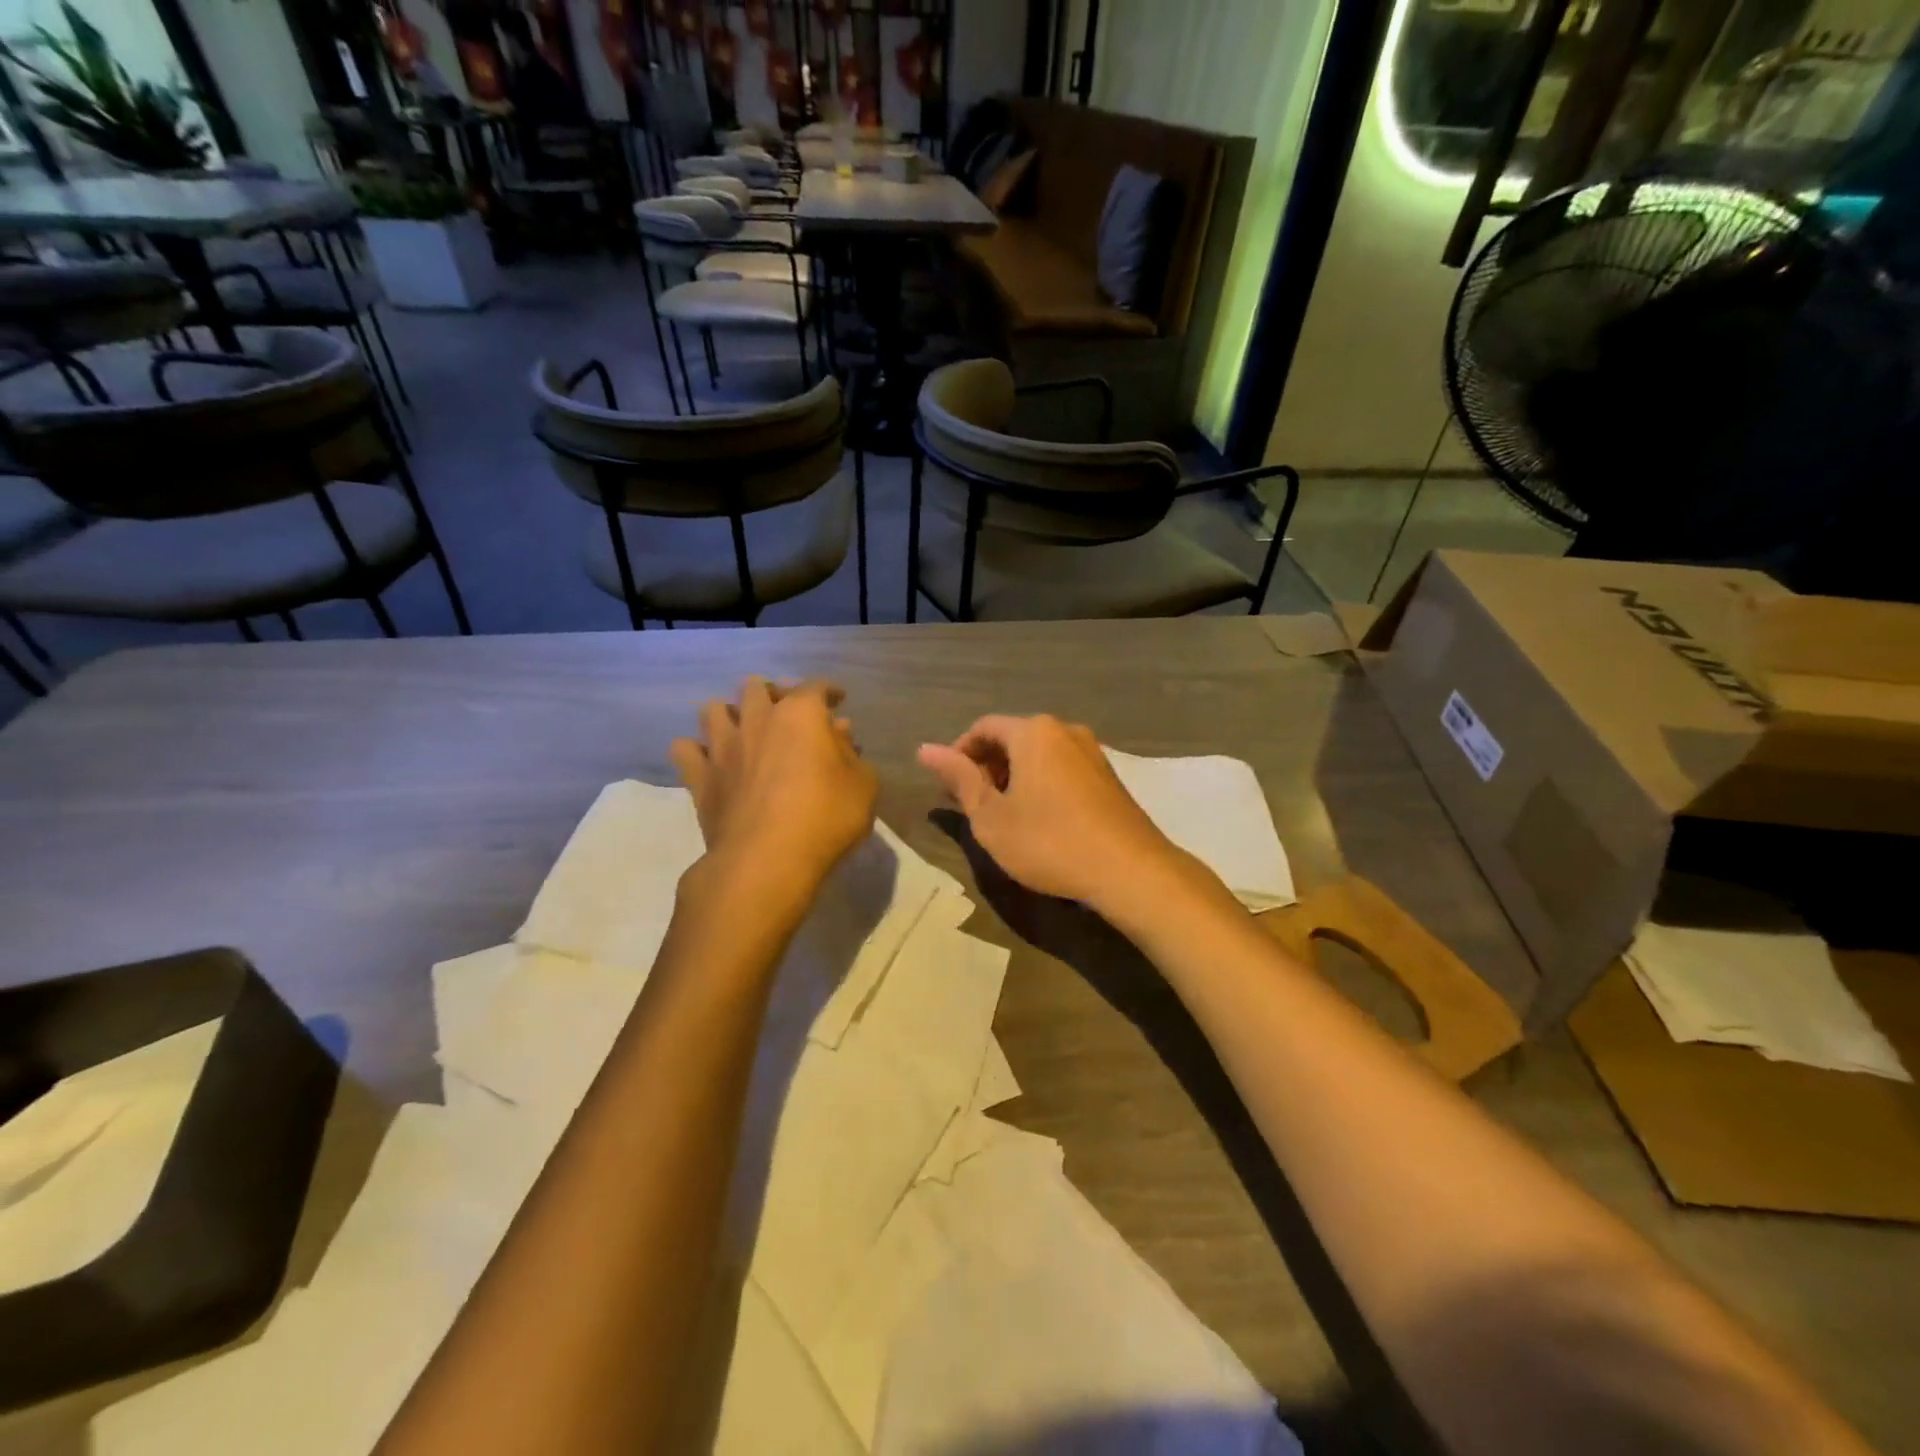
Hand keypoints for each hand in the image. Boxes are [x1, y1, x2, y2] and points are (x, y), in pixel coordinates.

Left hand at [671, 678, 877, 908]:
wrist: (767, 860)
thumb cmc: (826, 818)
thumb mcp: (863, 785)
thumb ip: (851, 754)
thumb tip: (837, 735)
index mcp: (801, 714)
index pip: (815, 686)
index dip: (828, 690)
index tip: (837, 699)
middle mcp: (757, 720)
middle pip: (756, 687)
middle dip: (772, 693)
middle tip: (785, 712)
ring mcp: (723, 747)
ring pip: (713, 709)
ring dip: (729, 714)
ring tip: (742, 729)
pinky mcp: (699, 777)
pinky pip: (685, 749)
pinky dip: (696, 750)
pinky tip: (710, 760)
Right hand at [918, 714, 1183, 910]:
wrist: (1129, 870)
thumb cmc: (1048, 842)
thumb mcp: (991, 817)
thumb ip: (959, 779)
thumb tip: (925, 749)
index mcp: (1033, 732)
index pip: (983, 728)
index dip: (959, 753)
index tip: (948, 787)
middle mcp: (1065, 730)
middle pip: (1013, 737)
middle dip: (986, 766)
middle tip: (970, 804)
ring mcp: (1092, 752)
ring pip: (1039, 754)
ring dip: (1013, 777)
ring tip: (1001, 814)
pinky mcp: (1109, 776)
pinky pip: (1062, 768)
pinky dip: (1040, 784)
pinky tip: (1037, 818)